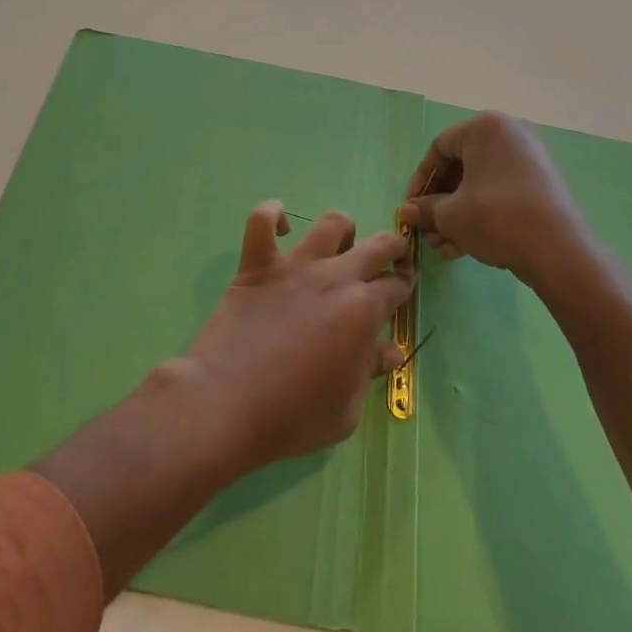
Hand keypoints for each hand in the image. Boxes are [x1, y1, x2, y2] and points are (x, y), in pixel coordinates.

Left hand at [180, 204, 411, 474]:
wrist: (227, 403)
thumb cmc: (292, 416)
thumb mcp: (346, 409)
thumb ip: (369, 371)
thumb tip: (391, 351)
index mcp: (363, 311)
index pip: (396, 286)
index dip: (403, 287)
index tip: (401, 290)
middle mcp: (334, 277)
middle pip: (376, 245)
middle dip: (392, 247)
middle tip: (390, 257)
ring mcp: (294, 266)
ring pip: (330, 224)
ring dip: (341, 230)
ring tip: (338, 245)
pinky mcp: (256, 264)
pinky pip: (262, 221)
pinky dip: (271, 215)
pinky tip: (280, 226)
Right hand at [400, 112, 592, 290]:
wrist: (559, 252)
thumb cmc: (496, 218)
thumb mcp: (451, 216)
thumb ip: (425, 209)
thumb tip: (408, 212)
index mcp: (485, 128)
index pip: (439, 147)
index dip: (420, 180)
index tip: (412, 208)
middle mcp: (509, 135)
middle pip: (460, 167)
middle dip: (440, 203)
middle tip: (429, 231)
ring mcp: (529, 160)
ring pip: (479, 184)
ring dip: (457, 215)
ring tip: (445, 248)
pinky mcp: (541, 185)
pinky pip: (500, 194)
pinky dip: (480, 215)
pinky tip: (465, 248)